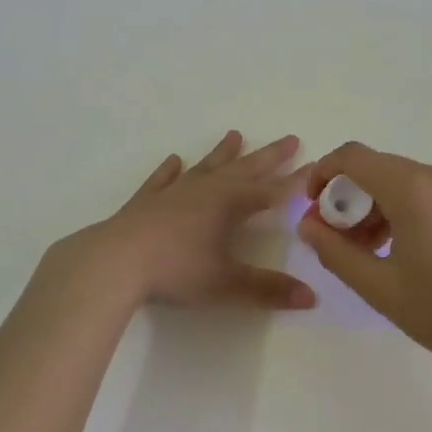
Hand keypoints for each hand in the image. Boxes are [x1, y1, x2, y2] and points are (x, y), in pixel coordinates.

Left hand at [39, 131, 314, 311]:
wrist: (116, 261)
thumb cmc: (176, 270)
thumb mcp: (227, 283)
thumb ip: (268, 289)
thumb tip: (311, 297)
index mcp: (230, 205)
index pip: (271, 191)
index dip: (295, 182)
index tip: (316, 168)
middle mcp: (206, 190)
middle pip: (244, 169)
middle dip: (269, 156)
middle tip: (290, 139)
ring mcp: (174, 193)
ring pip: (206, 167)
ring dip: (222, 153)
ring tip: (235, 134)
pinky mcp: (146, 201)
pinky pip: (163, 180)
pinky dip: (170, 170)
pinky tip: (174, 160)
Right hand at [296, 142, 431, 377]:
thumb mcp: (378, 286)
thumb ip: (335, 250)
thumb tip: (307, 224)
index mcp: (412, 188)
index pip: (352, 157)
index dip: (322, 174)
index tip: (311, 209)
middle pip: (374, 168)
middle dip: (346, 197)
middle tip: (333, 239)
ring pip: (396, 180)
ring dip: (370, 205)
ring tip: (362, 251)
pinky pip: (420, 191)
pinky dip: (396, 209)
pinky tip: (393, 249)